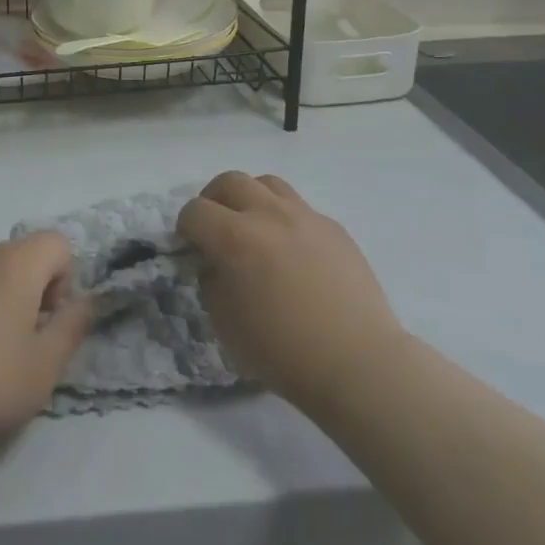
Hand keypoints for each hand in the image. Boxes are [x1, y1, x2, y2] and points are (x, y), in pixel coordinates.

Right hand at [179, 172, 404, 413]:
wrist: (358, 364)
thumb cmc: (283, 352)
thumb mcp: (225, 324)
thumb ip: (212, 281)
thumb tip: (215, 263)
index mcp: (235, 238)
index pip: (195, 211)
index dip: (185, 227)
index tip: (190, 246)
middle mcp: (268, 214)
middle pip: (230, 181)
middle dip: (214, 199)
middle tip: (215, 225)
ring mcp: (305, 216)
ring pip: (267, 183)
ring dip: (251, 198)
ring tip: (253, 226)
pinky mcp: (333, 226)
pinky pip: (299, 208)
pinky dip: (284, 218)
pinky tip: (292, 250)